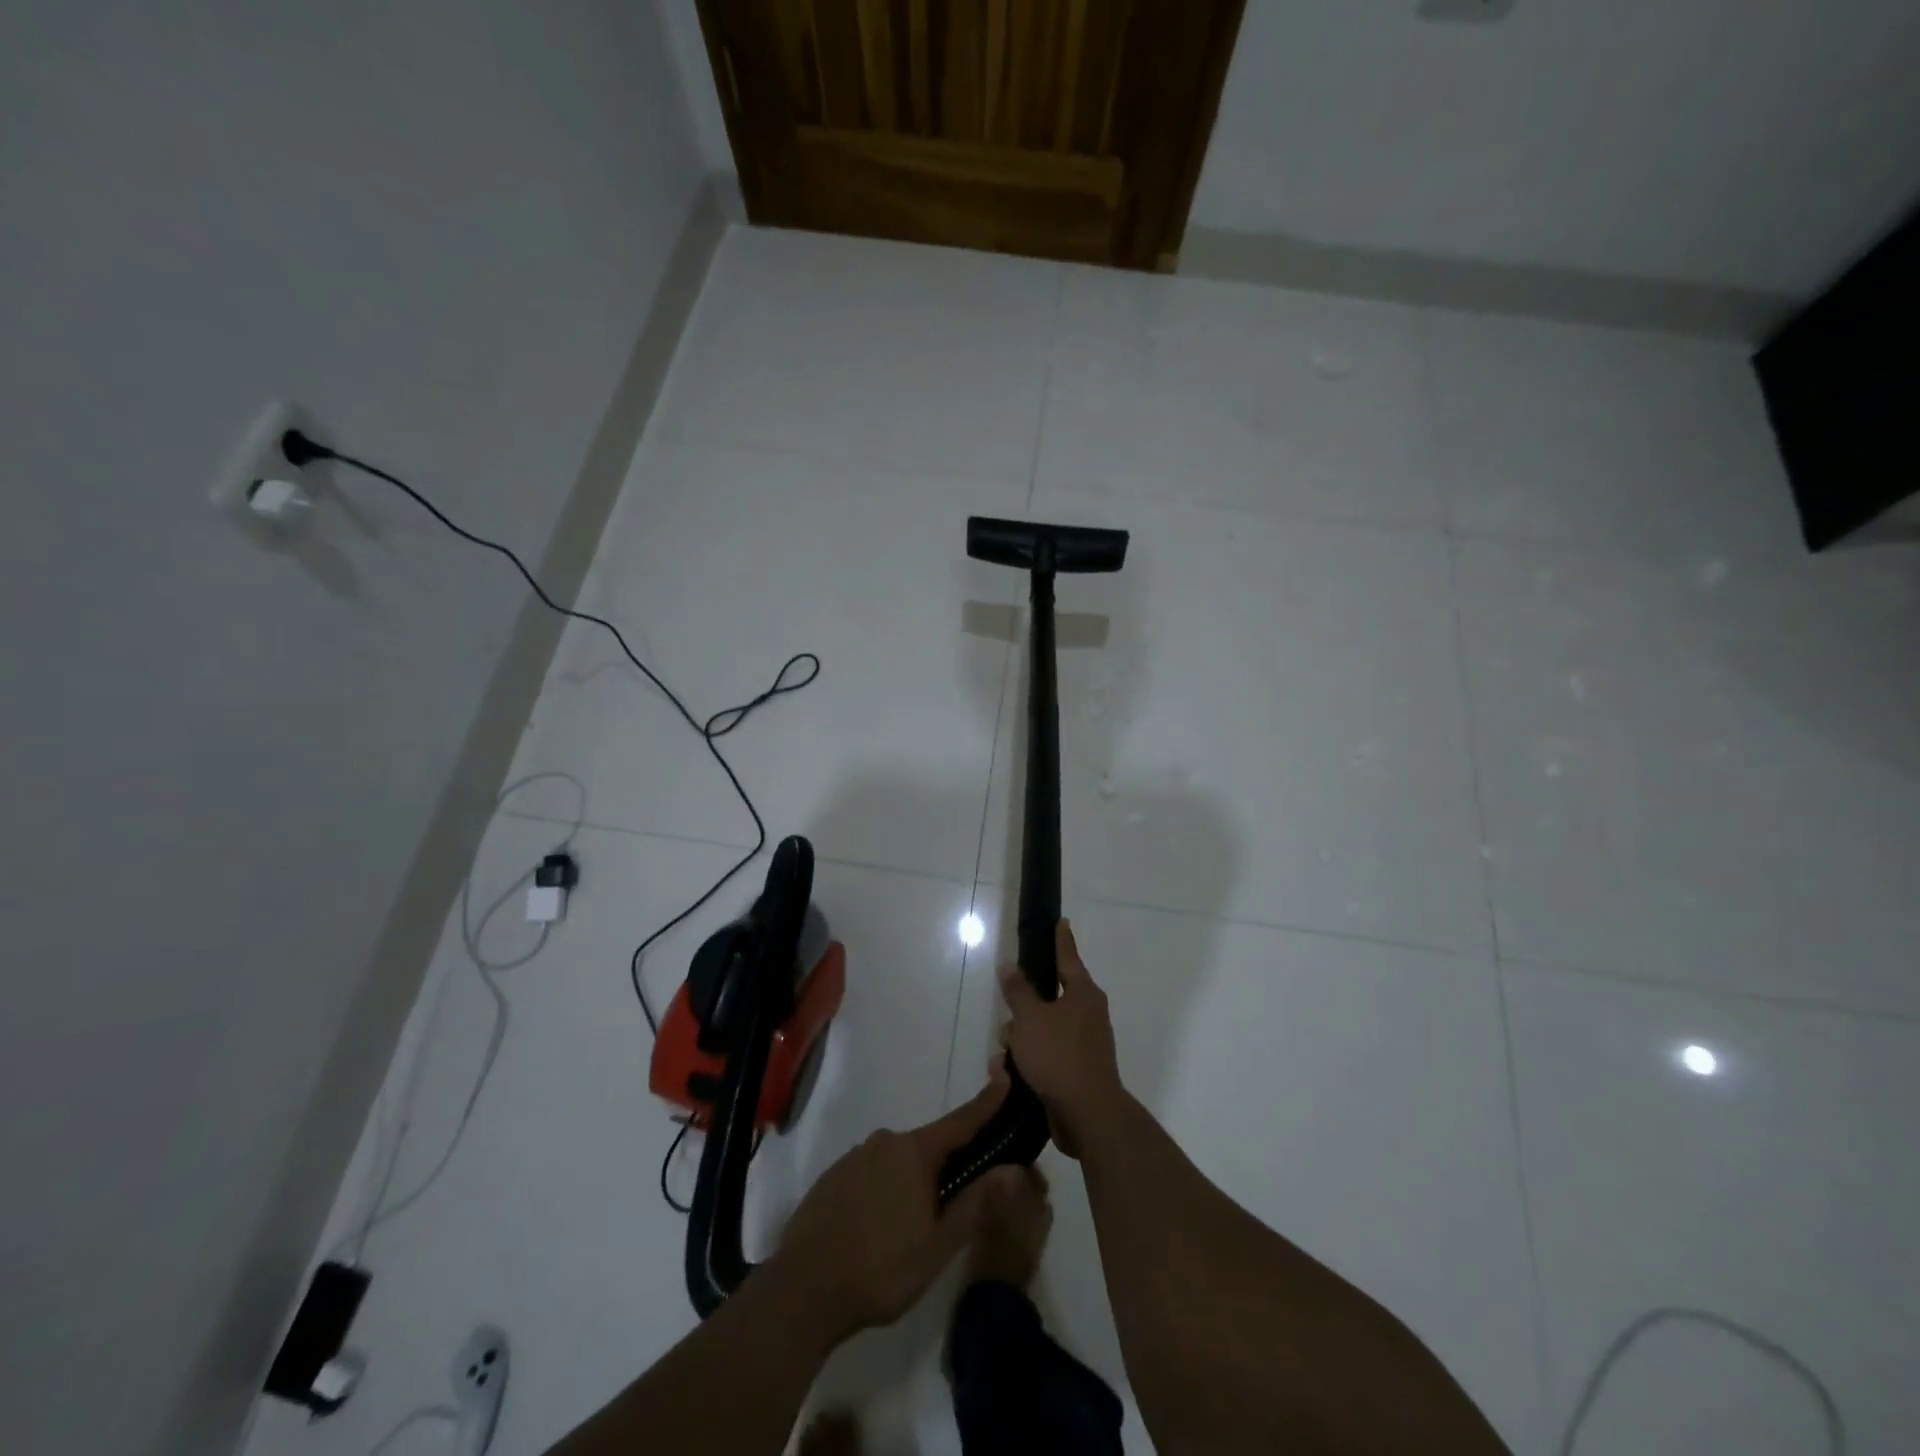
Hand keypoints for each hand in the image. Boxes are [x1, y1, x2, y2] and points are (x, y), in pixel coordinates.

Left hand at [771, 1083, 1019, 1341]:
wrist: (802, 1290)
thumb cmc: (880, 1268)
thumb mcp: (938, 1245)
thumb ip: (976, 1203)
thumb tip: (1014, 1169)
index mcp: (915, 1152)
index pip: (961, 1120)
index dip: (987, 1102)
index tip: (1005, 1075)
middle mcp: (885, 1141)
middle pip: (929, 1146)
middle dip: (947, 1167)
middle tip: (958, 1204)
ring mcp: (855, 1157)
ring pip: (898, 1162)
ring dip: (913, 1183)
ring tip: (914, 1230)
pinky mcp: (833, 1177)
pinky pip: (872, 1174)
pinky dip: (885, 1191)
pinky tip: (881, 1229)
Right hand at [999, 920, 1125, 1158]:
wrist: (1087, 1115)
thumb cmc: (1059, 1056)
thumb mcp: (1030, 1019)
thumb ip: (1018, 991)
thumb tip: (1010, 966)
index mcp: (1083, 994)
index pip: (1068, 957)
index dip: (1060, 939)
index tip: (1060, 921)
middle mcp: (1088, 1014)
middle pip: (1049, 998)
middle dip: (1023, 1009)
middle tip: (1007, 1017)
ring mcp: (1084, 1043)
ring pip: (1043, 1029)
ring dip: (1021, 1039)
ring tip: (1003, 1056)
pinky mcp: (1077, 1070)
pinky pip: (1046, 1054)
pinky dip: (1029, 1060)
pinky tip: (1009, 1074)